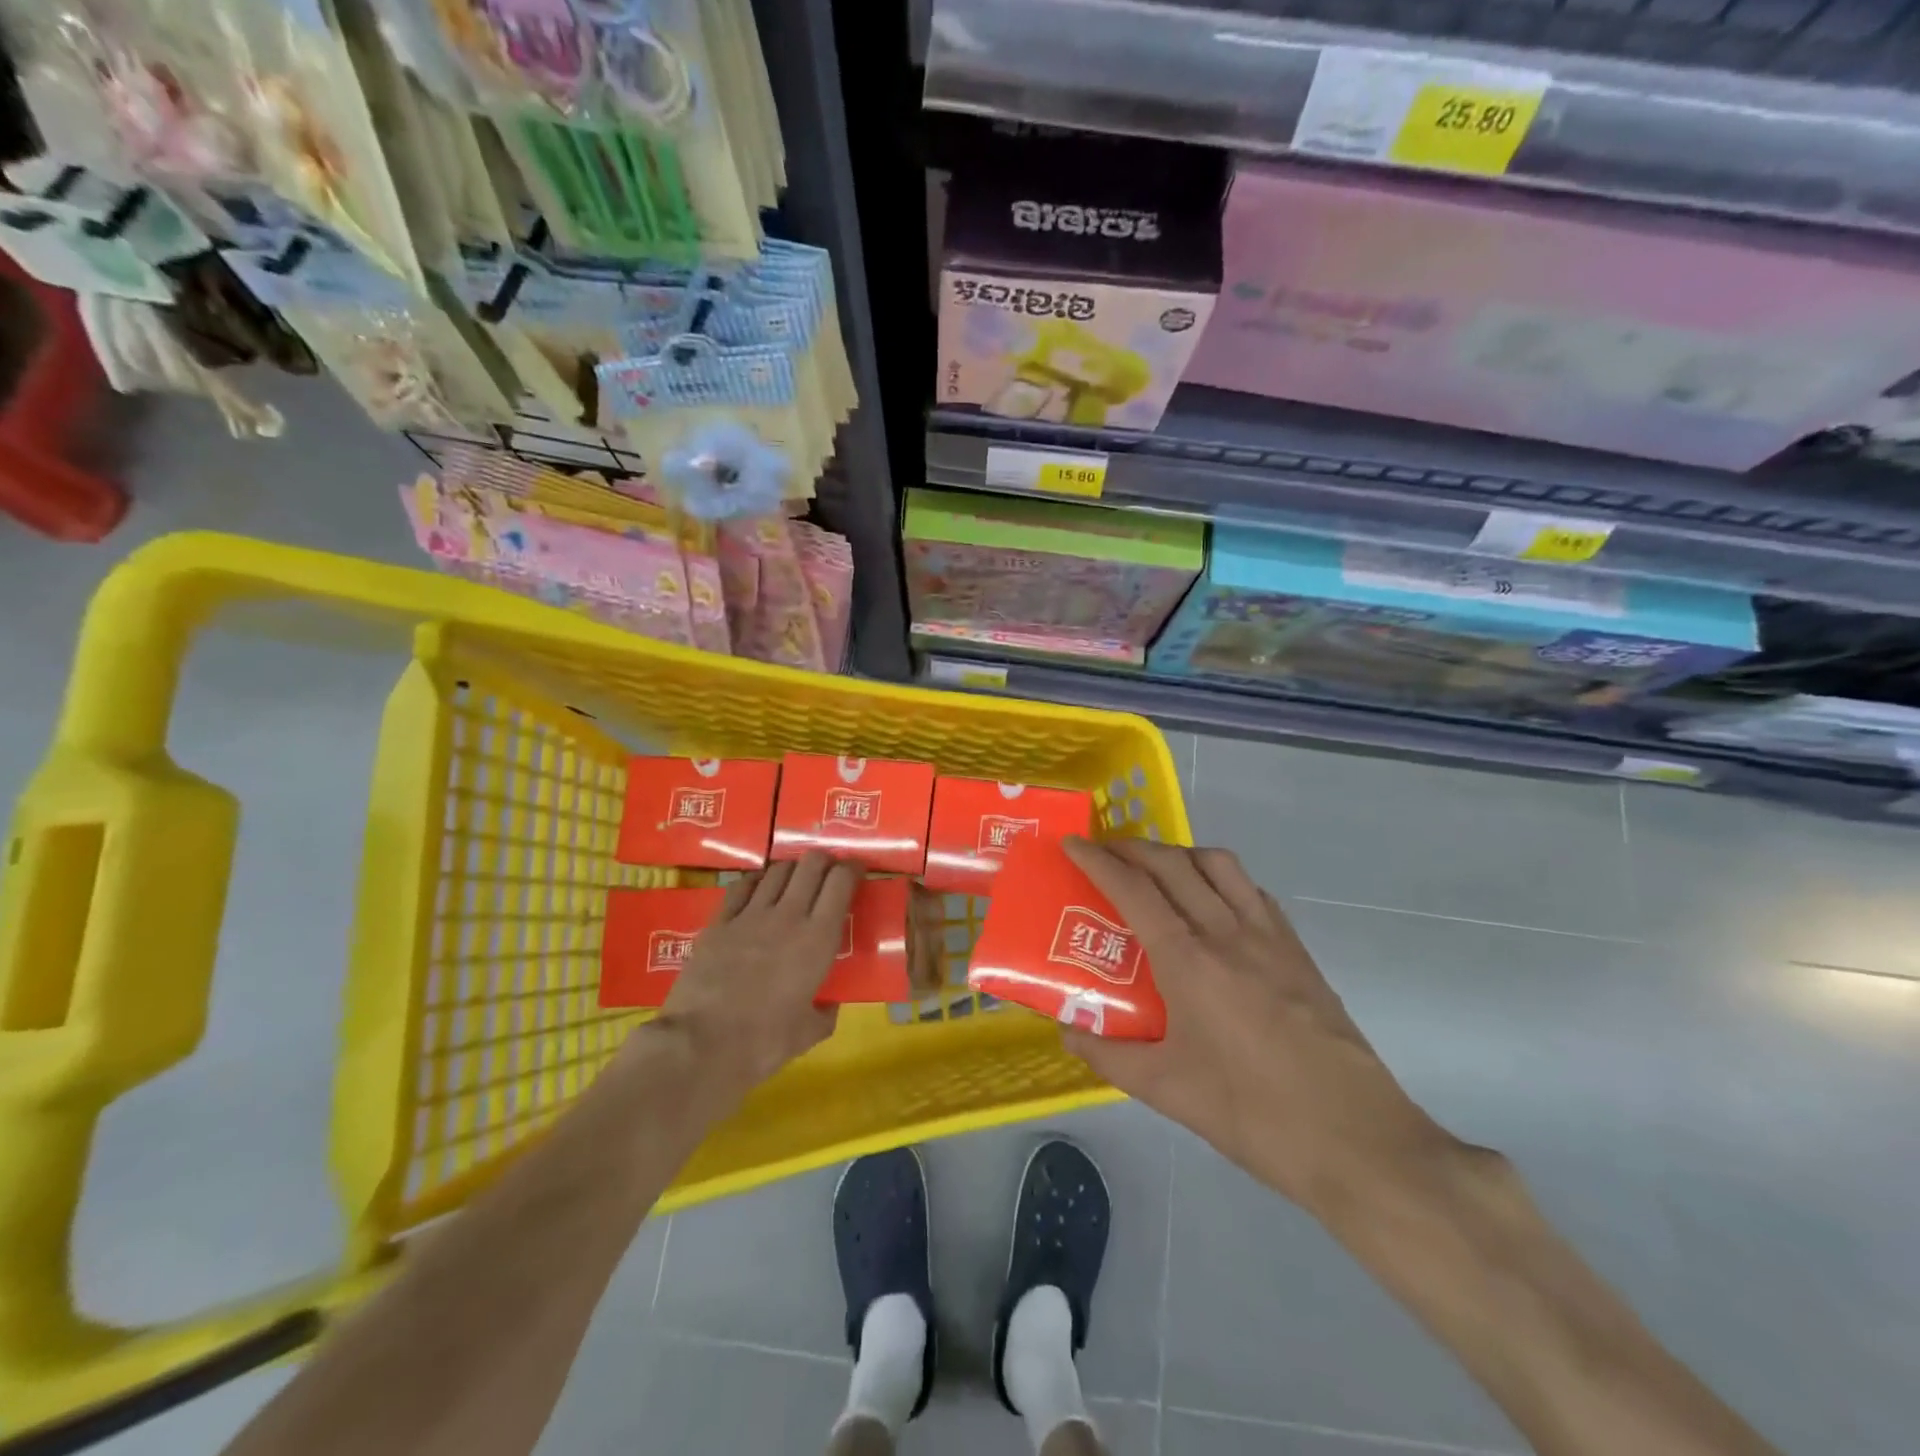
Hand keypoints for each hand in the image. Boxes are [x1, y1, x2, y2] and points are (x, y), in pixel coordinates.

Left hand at [647, 851, 861, 1099]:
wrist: (700, 1046)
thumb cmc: (763, 1043)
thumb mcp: (808, 1034)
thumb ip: (824, 1013)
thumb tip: (829, 1006)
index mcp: (818, 939)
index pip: (841, 882)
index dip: (852, 869)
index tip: (857, 870)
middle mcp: (788, 915)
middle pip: (811, 865)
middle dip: (824, 861)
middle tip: (828, 872)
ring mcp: (750, 915)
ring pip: (777, 870)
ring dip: (792, 870)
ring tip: (794, 881)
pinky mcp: (719, 922)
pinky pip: (742, 886)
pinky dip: (756, 881)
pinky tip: (758, 888)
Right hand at [1060, 837, 1456, 1216]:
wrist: (1357, 1140)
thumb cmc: (1252, 1113)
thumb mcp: (1167, 1090)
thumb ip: (1109, 1055)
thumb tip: (1069, 1030)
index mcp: (1189, 960)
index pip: (1133, 889)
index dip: (1097, 860)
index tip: (1072, 844)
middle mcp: (1227, 932)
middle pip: (1173, 863)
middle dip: (1132, 848)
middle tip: (1105, 854)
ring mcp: (1270, 937)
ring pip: (1219, 864)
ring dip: (1179, 854)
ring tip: (1158, 872)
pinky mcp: (1298, 951)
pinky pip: (1252, 892)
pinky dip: (1221, 879)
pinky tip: (1214, 907)